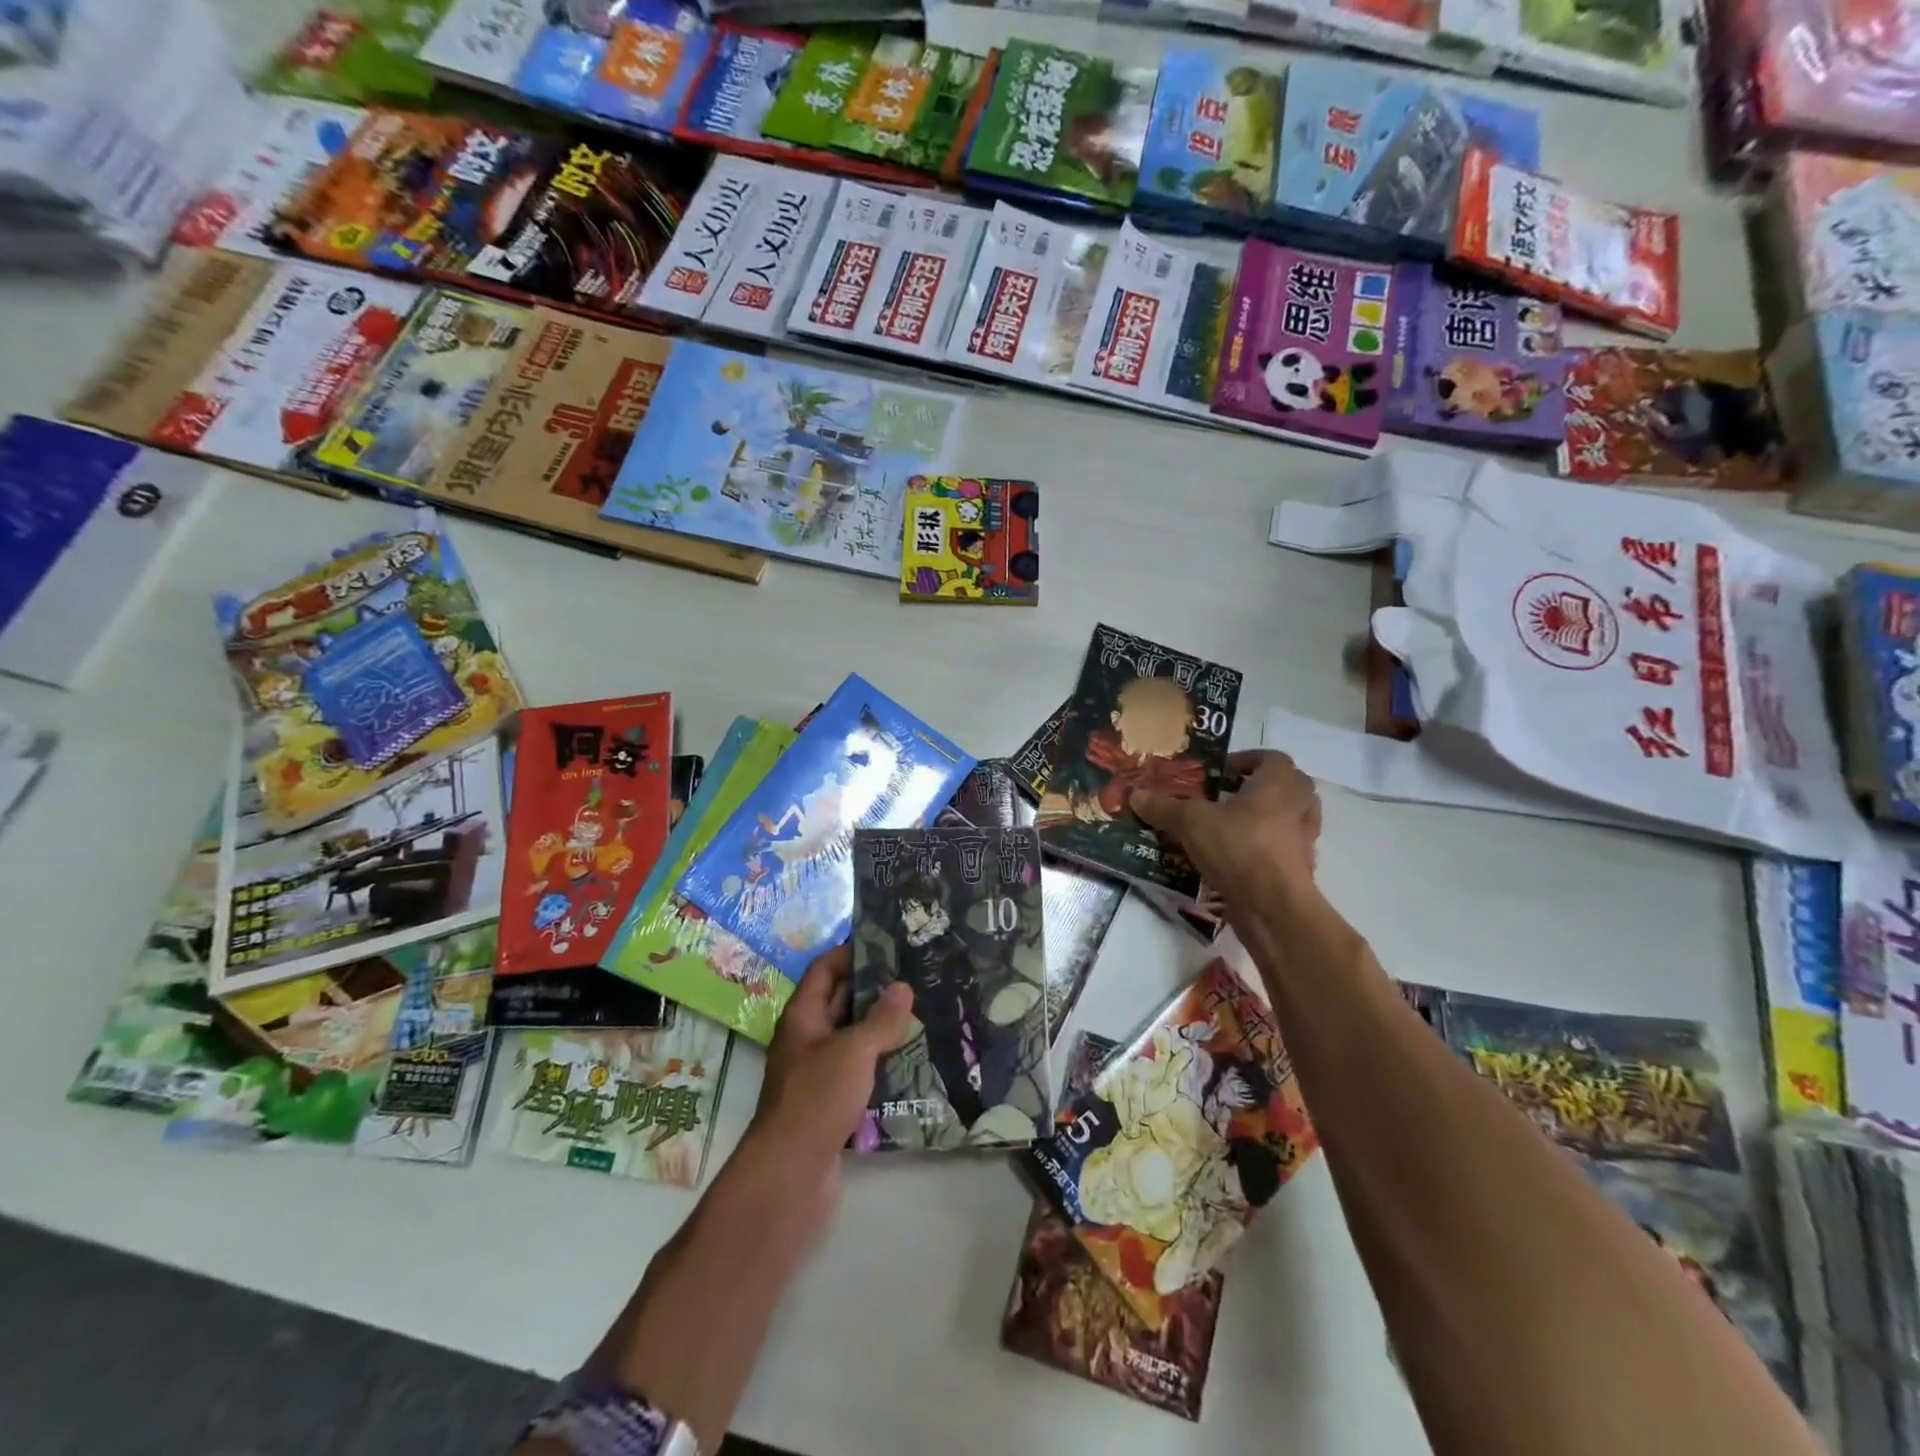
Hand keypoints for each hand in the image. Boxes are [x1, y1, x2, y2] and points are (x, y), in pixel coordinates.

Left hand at [741, 945, 913, 1208]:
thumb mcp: (853, 1051)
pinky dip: (881, 1063)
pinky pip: (858, 1072)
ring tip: (923, 1013)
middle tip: (916, 976)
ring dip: (881, 1028)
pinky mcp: (831, 1104)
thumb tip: (903, 986)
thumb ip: (880, 1019)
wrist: (790, 1176)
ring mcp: (817, 1073)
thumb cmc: (816, 1099)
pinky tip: (913, 1062)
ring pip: (852, 1038)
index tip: (889, 944)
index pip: (825, 969)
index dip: (852, 953)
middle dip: (874, 989)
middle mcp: (807, 1040)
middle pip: (840, 1002)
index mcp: (803, 1017)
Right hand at [1131, 750, 1322, 919]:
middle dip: (1264, 785)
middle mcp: (1297, 808)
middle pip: (1292, 785)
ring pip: (1294, 818)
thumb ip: (1164, 807)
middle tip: (1233, 794)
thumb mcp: (1191, 822)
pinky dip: (1269, 848)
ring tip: (1237, 823)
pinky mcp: (1299, 871)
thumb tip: (1135, 795)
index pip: (1273, 758)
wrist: (1272, 908)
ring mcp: (1303, 841)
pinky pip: (1287, 849)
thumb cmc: (1238, 849)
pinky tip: (1241, 856)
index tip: (1223, 770)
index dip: (1249, 759)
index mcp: (1277, 786)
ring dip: (1272, 815)